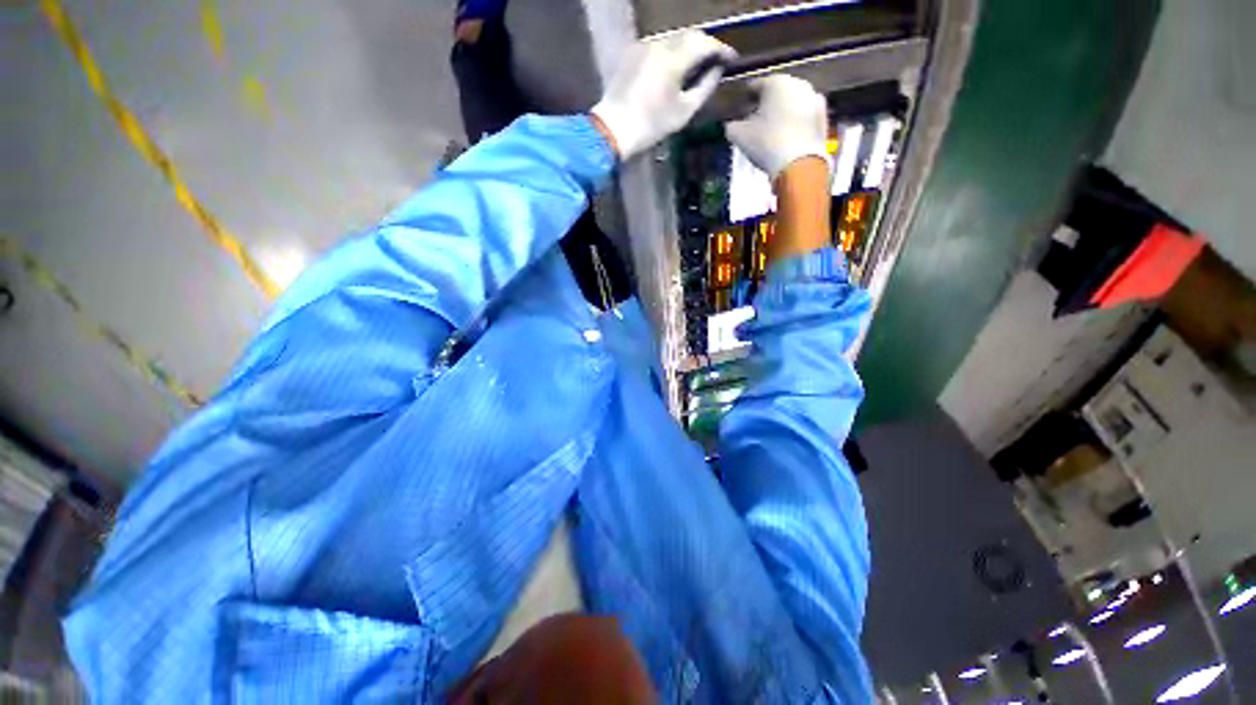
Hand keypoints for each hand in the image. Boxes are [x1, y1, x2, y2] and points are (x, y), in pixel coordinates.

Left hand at [591, 31, 735, 159]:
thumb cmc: (652, 126)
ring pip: (673, 39)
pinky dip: (671, 53)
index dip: (722, 49)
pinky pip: (658, 46)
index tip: (732, 59)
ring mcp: (643, 46)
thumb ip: (705, 87)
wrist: (613, 129)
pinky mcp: (632, 52)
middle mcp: (659, 44)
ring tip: (696, 65)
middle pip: (689, 36)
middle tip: (716, 61)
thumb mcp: (684, 112)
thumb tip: (717, 70)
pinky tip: (674, 68)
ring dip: (688, 48)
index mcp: (673, 59)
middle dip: (706, 46)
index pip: (705, 43)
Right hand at [726, 75, 828, 179]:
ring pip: (792, 103)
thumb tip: (731, 124)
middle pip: (776, 92)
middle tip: (755, 121)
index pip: (756, 85)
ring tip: (771, 130)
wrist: (799, 163)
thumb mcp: (738, 135)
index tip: (739, 111)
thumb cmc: (766, 143)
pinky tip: (786, 137)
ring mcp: (814, 99)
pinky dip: (794, 123)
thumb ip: (731, 125)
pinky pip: (803, 116)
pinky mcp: (823, 116)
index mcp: (776, 82)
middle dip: (766, 105)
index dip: (745, 99)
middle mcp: (798, 83)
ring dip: (781, 113)